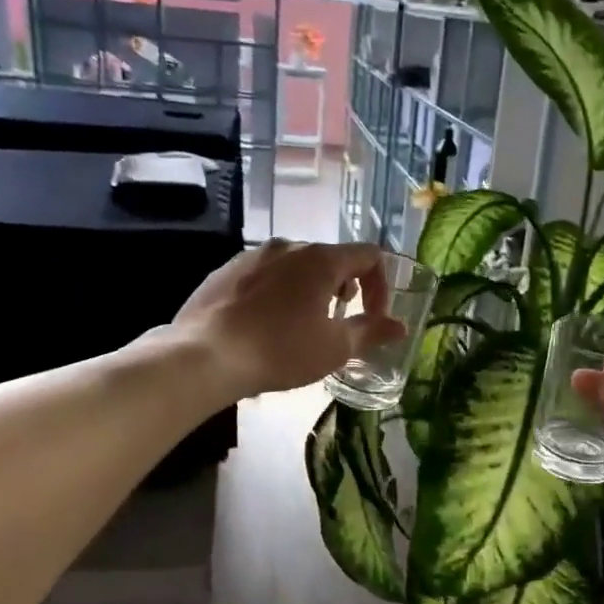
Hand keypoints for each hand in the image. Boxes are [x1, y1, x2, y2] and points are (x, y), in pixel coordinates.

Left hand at [173, 240, 405, 399]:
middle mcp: (288, 246)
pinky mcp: (226, 270)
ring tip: (301, 324)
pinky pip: (264, 275)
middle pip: (331, 258)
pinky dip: (277, 292)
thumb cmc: (280, 350)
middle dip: (345, 287)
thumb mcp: (334, 348)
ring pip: (295, 265)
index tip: (374, 317)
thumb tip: (400, 327)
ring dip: (310, 289)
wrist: (203, 356)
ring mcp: (253, 255)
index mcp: (321, 259)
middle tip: (338, 322)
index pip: (369, 255)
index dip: (381, 285)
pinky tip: (265, 324)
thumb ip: (370, 332)